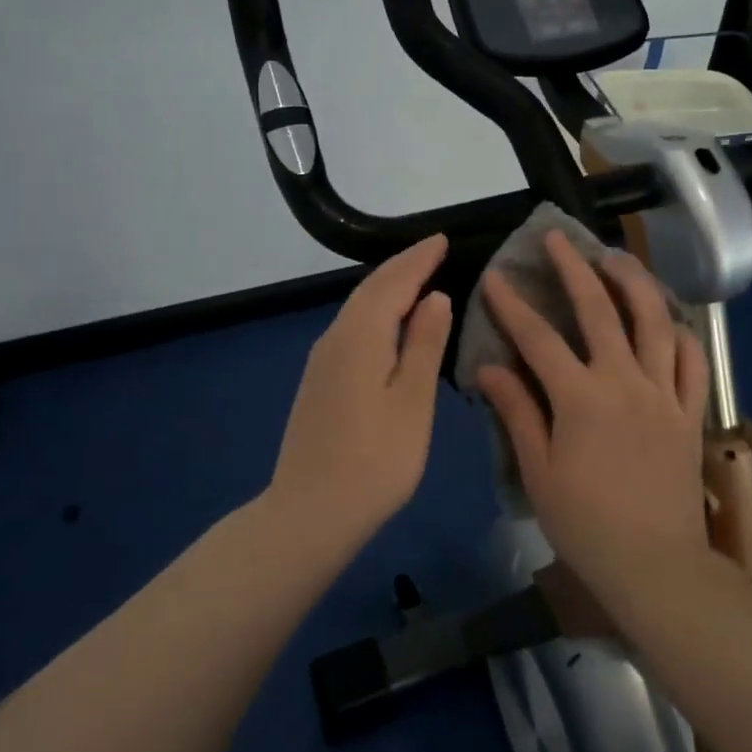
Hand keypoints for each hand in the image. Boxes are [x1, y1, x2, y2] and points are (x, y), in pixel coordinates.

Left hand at [266, 234, 451, 544]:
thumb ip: (424, 344)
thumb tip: (435, 297)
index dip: (419, 259)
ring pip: (358, 307)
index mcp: (361, 335)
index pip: (394, 282)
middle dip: (402, 266)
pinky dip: (375, 311)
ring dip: (387, 287)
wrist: (310, 512)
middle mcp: (336, 337)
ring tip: (417, 278)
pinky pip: (352, 327)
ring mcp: (322, 359)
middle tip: (432, 251)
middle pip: (371, 289)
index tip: (442, 239)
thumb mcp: (412, 400)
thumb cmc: (375, 459)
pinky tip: (388, 323)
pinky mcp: (319, 380)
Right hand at [475, 231, 710, 604]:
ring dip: (634, 282)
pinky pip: (692, 361)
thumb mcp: (538, 471)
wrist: (655, 566)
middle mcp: (624, 382)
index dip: (512, 305)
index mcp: (580, 399)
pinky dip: (681, 333)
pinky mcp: (689, 411)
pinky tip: (668, 319)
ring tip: (616, 258)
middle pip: (599, 311)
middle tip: (557, 239)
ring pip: (654, 321)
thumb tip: (488, 368)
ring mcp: (663, 393)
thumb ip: (516, 412)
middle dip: (573, 269)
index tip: (495, 277)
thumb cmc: (586, 524)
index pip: (538, 338)